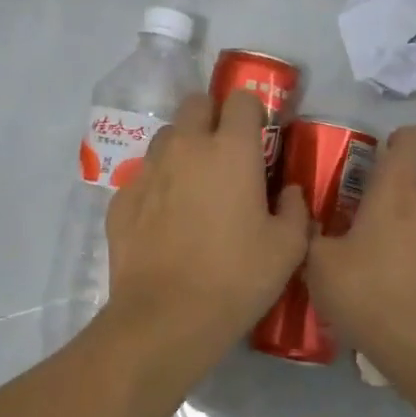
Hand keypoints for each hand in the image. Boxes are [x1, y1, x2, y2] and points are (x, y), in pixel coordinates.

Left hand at [104, 89, 309, 353]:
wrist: (166, 318)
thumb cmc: (236, 278)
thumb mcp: (287, 248)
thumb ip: (294, 209)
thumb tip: (287, 192)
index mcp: (231, 150)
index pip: (241, 98)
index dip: (252, 112)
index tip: (260, 138)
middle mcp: (186, 147)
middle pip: (196, 104)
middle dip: (213, 118)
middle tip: (226, 156)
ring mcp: (147, 171)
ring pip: (166, 138)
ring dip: (183, 149)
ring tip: (194, 187)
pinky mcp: (121, 199)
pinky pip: (143, 176)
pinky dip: (158, 186)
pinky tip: (165, 220)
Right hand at [307, 125, 415, 371]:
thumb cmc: (371, 297)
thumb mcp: (320, 268)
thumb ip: (313, 235)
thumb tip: (310, 219)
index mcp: (397, 191)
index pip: (411, 138)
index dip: (399, 140)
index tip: (383, 156)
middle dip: (406, 192)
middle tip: (380, 222)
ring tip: (402, 260)